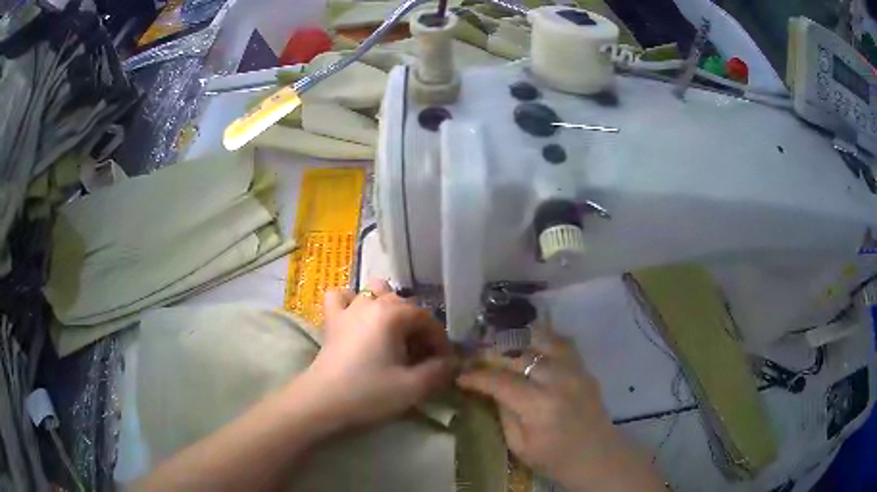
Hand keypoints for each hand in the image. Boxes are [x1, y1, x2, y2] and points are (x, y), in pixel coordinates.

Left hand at [300, 278, 455, 429]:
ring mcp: (348, 308)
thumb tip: (451, 363)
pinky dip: (352, 302)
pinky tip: (358, 318)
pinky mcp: (331, 320)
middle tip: (421, 357)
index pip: (427, 319)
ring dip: (389, 308)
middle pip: (405, 305)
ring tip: (393, 334)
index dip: (440, 340)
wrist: (321, 403)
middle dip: (418, 328)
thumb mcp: (413, 387)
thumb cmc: (369, 394)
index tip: (444, 363)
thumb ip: (439, 371)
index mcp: (392, 314)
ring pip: (375, 292)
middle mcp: (371, 303)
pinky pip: (342, 297)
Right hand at [457, 326, 662, 490]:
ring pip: (543, 341)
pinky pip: (564, 344)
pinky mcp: (585, 369)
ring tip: (505, 350)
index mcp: (539, 405)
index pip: (501, 381)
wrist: (597, 456)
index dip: (477, 376)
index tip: (461, 376)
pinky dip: (545, 341)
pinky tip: (533, 346)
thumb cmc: (554, 458)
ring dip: (520, 344)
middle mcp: (558, 380)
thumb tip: (490, 391)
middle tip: (478, 362)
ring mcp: (575, 371)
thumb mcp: (519, 445)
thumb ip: (504, 414)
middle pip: (519, 357)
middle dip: (494, 357)